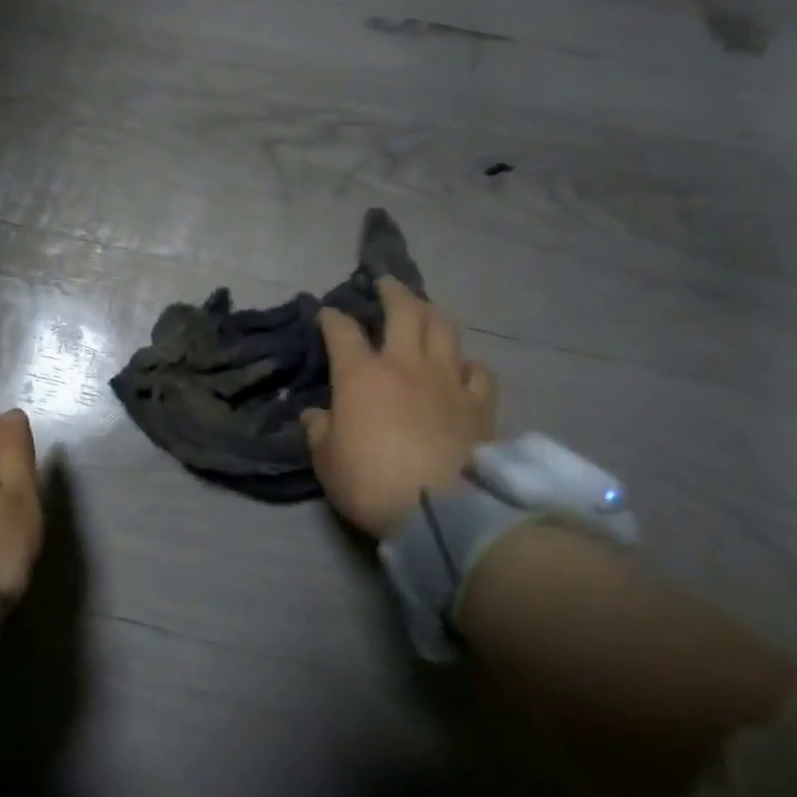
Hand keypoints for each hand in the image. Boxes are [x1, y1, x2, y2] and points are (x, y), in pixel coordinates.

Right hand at [302, 277, 496, 537]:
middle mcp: (406, 365)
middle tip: (385, 283)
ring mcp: (448, 381)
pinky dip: (468, 363)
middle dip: (392, 291)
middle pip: (404, 311)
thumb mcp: (327, 462)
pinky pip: (478, 371)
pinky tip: (462, 367)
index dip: (331, 318)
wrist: (443, 512)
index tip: (326, 313)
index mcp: (362, 376)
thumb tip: (315, 414)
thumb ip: (319, 432)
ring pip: (444, 329)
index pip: (342, 331)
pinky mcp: (480, 405)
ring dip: (432, 312)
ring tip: (425, 309)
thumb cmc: (373, 483)